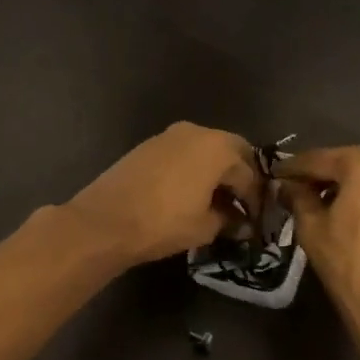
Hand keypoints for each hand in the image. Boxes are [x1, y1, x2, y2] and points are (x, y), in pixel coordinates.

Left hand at [64, 122, 261, 268]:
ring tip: (213, 200)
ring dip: (214, 170)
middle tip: (238, 203)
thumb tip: (236, 219)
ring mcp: (168, 135)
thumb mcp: (205, 227)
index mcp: (218, 147)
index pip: (248, 173)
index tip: (254, 219)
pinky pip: (182, 153)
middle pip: (230, 150)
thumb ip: (228, 219)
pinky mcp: (147, 145)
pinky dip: (192, 168)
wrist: (105, 221)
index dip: (254, 198)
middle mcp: (196, 131)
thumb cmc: (163, 223)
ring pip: (204, 149)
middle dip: (237, 175)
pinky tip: (187, 192)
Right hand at [278, 146, 359, 332]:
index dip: (294, 168)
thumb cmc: (351, 264)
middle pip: (352, 167)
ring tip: (332, 212)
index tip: (276, 176)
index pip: (321, 159)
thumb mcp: (312, 229)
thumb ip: (298, 198)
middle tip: (302, 193)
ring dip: (353, 192)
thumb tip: (290, 186)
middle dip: (326, 179)